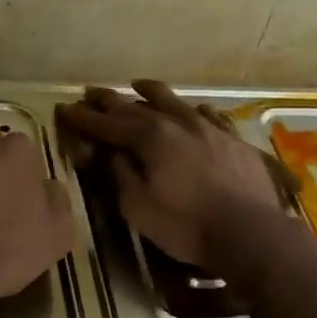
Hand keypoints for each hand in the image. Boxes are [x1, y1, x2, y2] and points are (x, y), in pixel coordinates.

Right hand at [56, 80, 288, 268]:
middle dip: (110, 101)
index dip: (84, 118)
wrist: (251, 232)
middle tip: (91, 93)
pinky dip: (192, 109)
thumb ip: (120, 175)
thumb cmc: (187, 225)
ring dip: (151, 93)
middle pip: (137, 106)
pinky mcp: (233, 140)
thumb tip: (110, 154)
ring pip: (174, 102)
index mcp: (151, 137)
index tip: (65, 109)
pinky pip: (209, 115)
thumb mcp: (138, 207)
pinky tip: (192, 109)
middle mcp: (178, 122)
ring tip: (137, 86)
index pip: (108, 124)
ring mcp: (209, 128)